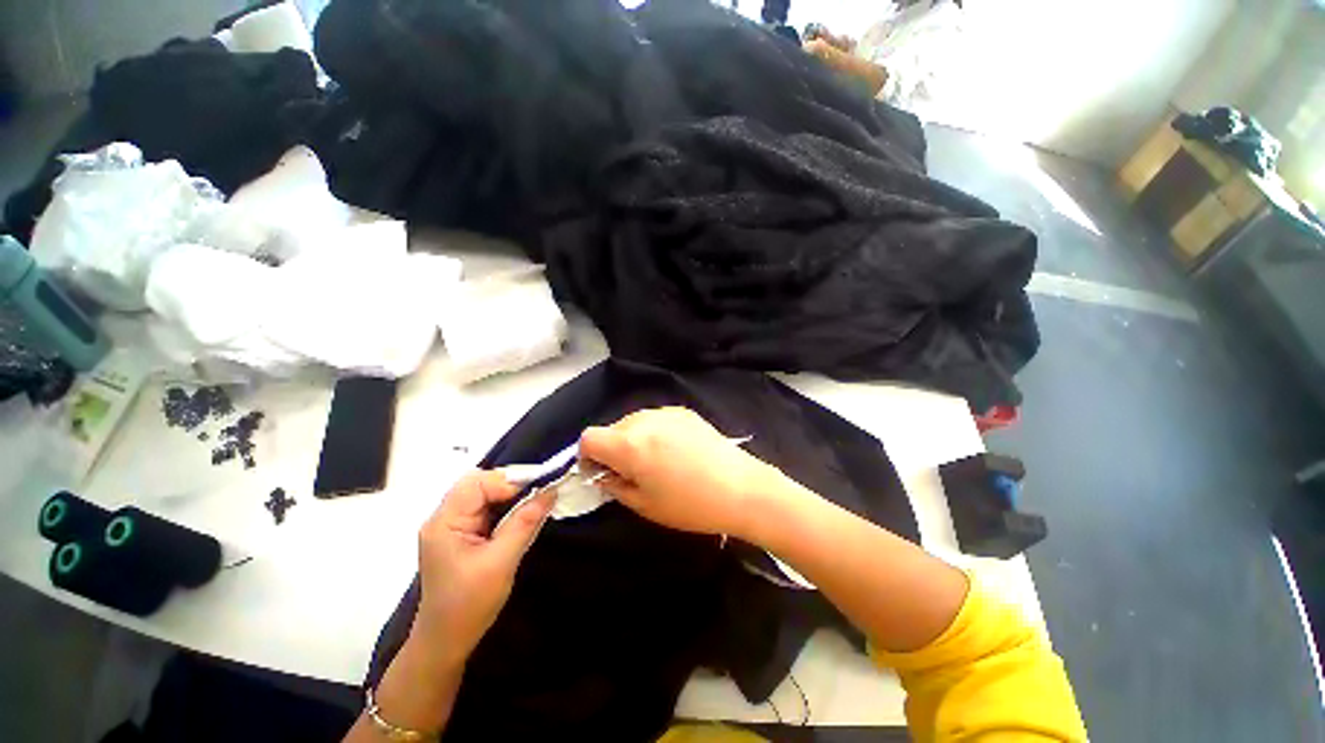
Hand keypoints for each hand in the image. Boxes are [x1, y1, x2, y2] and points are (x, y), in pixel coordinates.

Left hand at [413, 470, 552, 665]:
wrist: (446, 642)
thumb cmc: (469, 604)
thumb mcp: (502, 562)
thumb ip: (525, 522)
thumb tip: (551, 491)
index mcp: (444, 522)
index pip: (476, 483)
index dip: (508, 481)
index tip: (538, 490)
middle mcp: (444, 517)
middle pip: (478, 483)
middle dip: (511, 484)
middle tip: (538, 493)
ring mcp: (451, 525)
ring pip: (484, 493)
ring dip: (510, 495)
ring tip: (534, 501)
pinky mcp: (461, 534)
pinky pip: (486, 507)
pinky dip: (506, 506)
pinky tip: (521, 514)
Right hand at [579, 407, 780, 538]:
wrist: (741, 488)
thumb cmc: (690, 505)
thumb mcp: (644, 505)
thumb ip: (615, 485)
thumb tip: (603, 474)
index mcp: (629, 443)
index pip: (588, 437)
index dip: (588, 456)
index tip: (601, 473)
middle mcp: (644, 419)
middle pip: (612, 428)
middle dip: (612, 449)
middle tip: (632, 472)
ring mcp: (666, 412)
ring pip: (634, 422)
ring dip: (633, 439)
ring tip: (657, 462)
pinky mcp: (684, 411)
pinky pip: (656, 419)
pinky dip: (654, 432)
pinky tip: (676, 451)